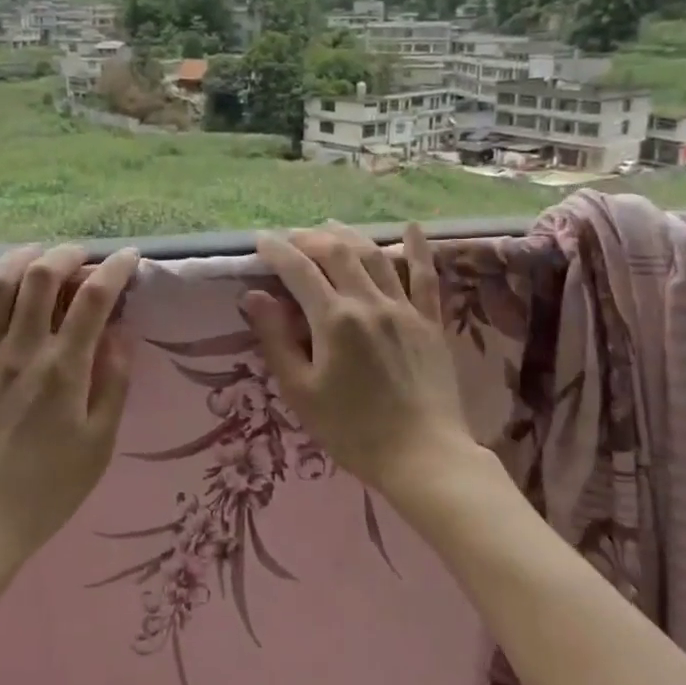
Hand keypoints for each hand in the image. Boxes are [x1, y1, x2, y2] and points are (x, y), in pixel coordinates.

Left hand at [0, 243, 138, 572]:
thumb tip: (121, 334)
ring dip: (16, 258)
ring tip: (33, 254)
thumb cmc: (45, 491)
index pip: (94, 299)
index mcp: (63, 369)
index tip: (128, 256)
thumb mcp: (99, 444)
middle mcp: (19, 350)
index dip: (115, 268)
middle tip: (79, 257)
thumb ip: (114, 384)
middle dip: (65, 254)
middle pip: (40, 277)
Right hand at [240, 223, 482, 501]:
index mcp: (334, 319)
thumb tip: (254, 297)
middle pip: (337, 252)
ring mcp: (404, 308)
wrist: (423, 456)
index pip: (299, 270)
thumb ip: (276, 340)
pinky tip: (411, 228)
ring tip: (331, 228)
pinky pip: (425, 277)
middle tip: (293, 239)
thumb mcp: (301, 391)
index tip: (261, 241)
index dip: (277, 251)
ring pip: (375, 256)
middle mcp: (369, 302)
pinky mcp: (431, 321)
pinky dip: (417, 249)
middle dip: (310, 239)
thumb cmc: (352, 430)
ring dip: (350, 236)